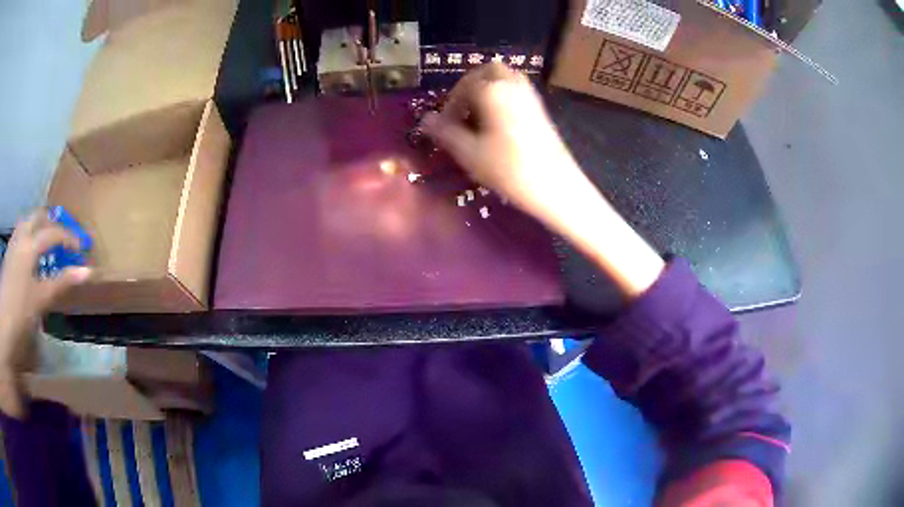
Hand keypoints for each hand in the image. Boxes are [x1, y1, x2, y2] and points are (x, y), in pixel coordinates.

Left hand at [0, 210, 91, 416]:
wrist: (3, 326)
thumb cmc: (20, 313)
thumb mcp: (41, 299)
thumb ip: (62, 282)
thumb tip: (88, 272)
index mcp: (29, 244)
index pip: (52, 231)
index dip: (68, 237)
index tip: (80, 248)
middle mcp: (20, 236)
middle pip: (37, 217)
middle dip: (51, 223)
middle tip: (61, 237)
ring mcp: (12, 244)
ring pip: (26, 223)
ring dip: (37, 227)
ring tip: (44, 243)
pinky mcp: (7, 256)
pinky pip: (19, 235)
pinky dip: (27, 237)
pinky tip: (28, 255)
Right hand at [421, 63, 587, 222]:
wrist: (557, 187)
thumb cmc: (509, 169)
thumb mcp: (469, 153)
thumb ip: (445, 132)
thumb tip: (424, 119)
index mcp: (493, 90)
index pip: (464, 85)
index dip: (450, 104)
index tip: (445, 126)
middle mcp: (513, 84)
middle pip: (487, 72)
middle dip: (470, 86)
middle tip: (461, 111)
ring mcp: (531, 95)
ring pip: (504, 79)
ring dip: (487, 90)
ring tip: (478, 118)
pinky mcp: (541, 109)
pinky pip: (517, 90)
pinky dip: (502, 97)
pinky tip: (497, 125)